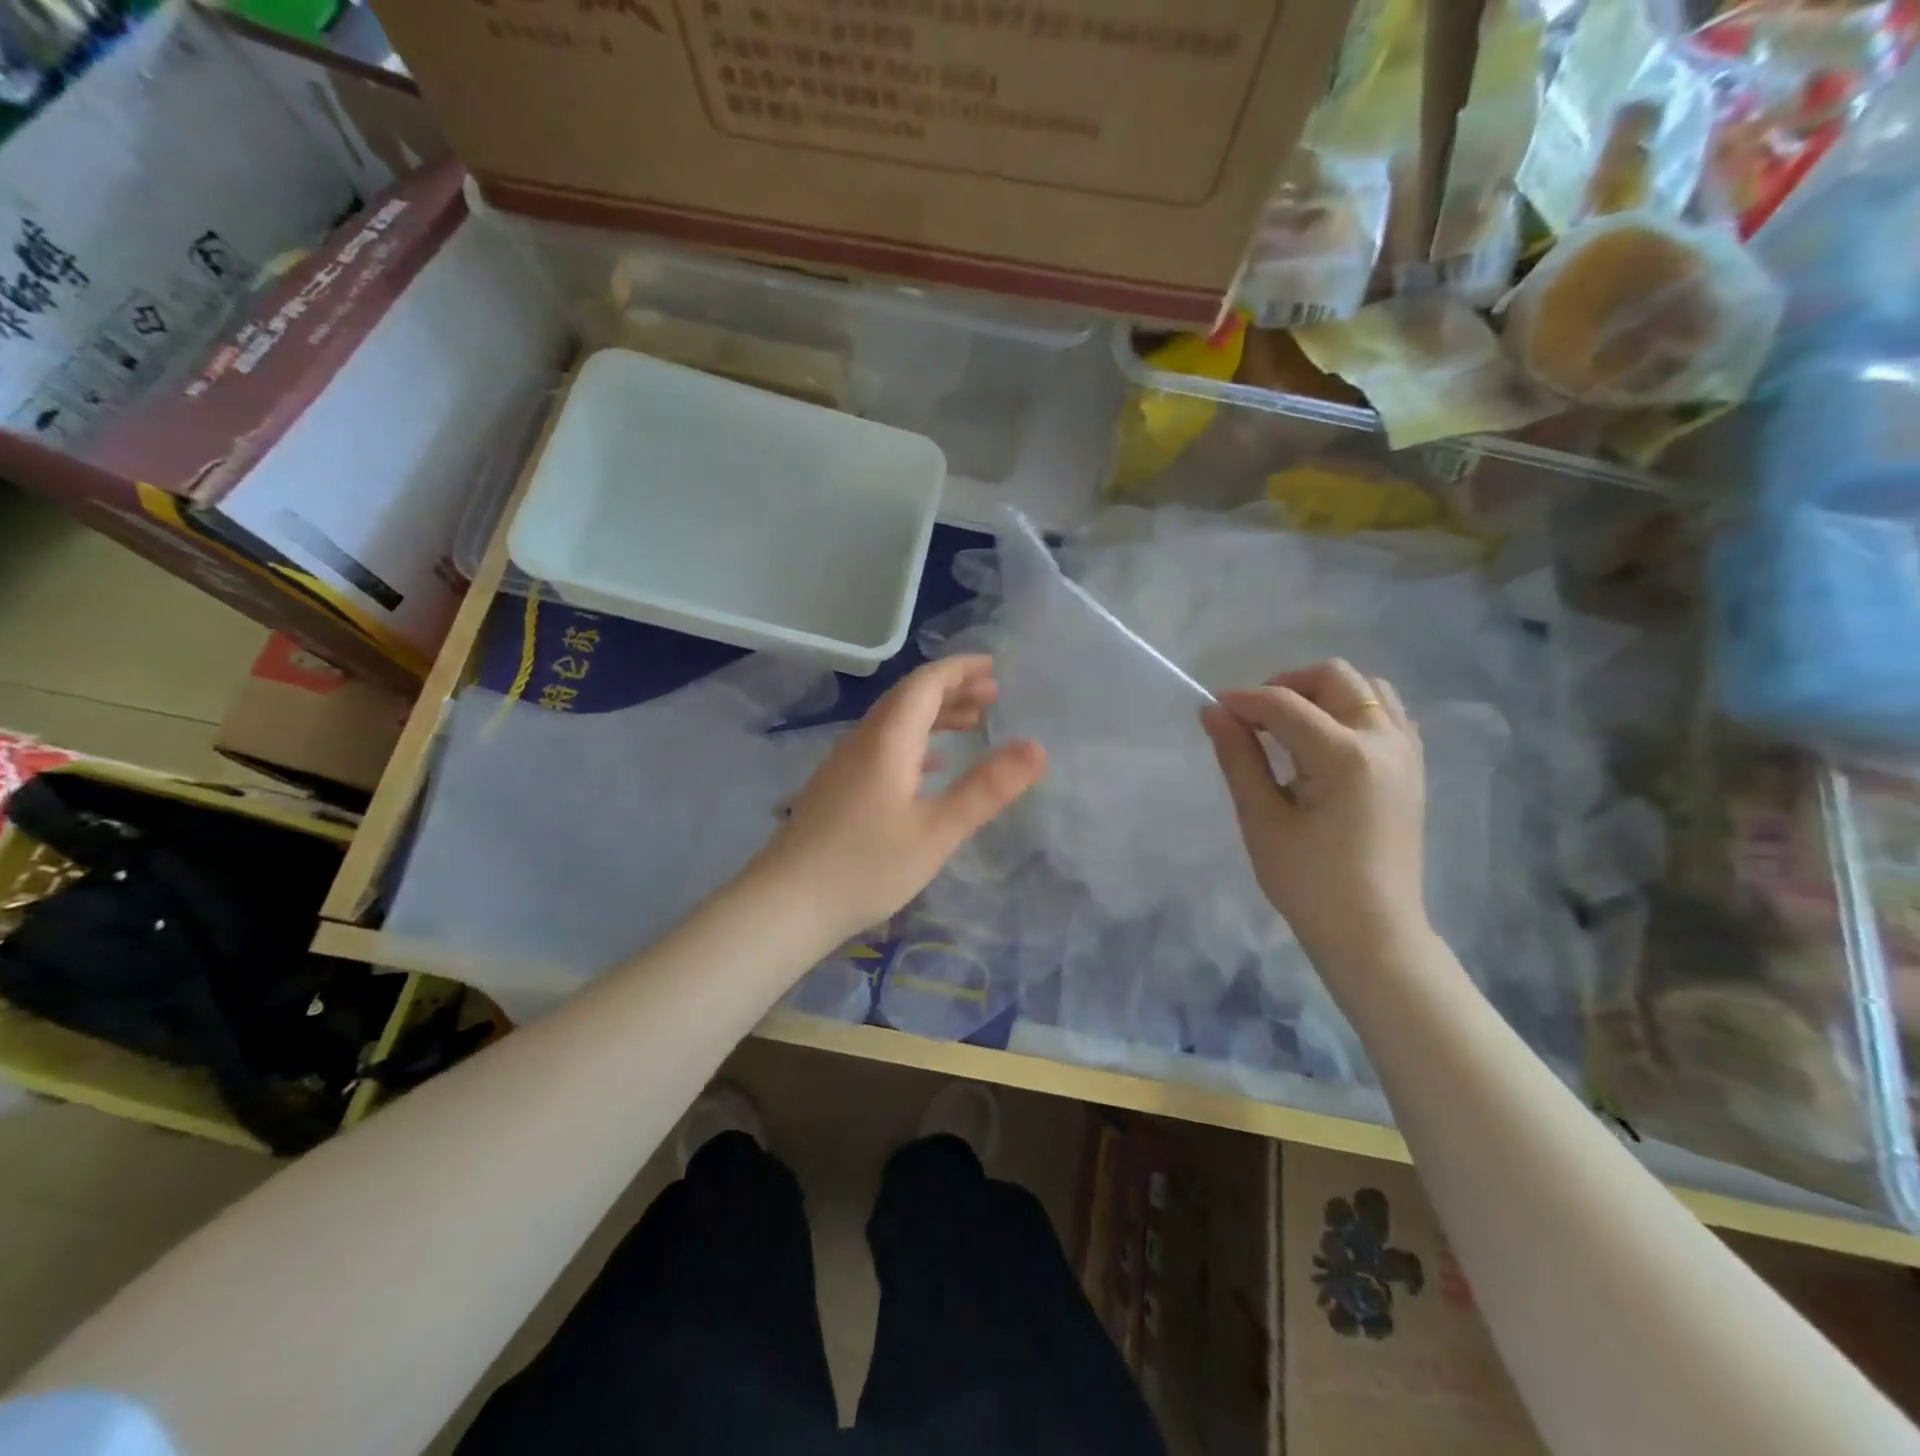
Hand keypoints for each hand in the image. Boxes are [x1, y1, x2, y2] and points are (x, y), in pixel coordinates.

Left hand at [759, 655, 1047, 941]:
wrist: (785, 904)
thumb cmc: (866, 866)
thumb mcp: (937, 831)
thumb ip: (987, 788)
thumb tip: (1037, 748)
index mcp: (888, 739)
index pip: (926, 684)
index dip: (960, 670)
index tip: (993, 666)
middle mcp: (863, 740)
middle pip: (909, 699)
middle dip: (952, 690)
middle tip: (992, 695)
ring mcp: (845, 764)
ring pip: (895, 723)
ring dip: (934, 717)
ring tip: (971, 724)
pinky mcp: (838, 788)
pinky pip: (883, 748)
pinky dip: (915, 745)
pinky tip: (930, 766)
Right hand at [1202, 659, 1426, 958]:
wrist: (1372, 931)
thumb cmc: (1308, 882)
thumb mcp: (1262, 819)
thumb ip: (1239, 757)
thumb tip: (1213, 712)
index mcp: (1344, 756)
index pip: (1284, 704)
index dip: (1243, 700)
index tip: (1213, 710)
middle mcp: (1383, 741)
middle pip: (1334, 677)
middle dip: (1286, 686)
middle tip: (1253, 718)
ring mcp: (1406, 752)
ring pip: (1367, 688)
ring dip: (1323, 694)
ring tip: (1290, 727)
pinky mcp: (1413, 767)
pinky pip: (1387, 713)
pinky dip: (1353, 711)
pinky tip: (1326, 743)